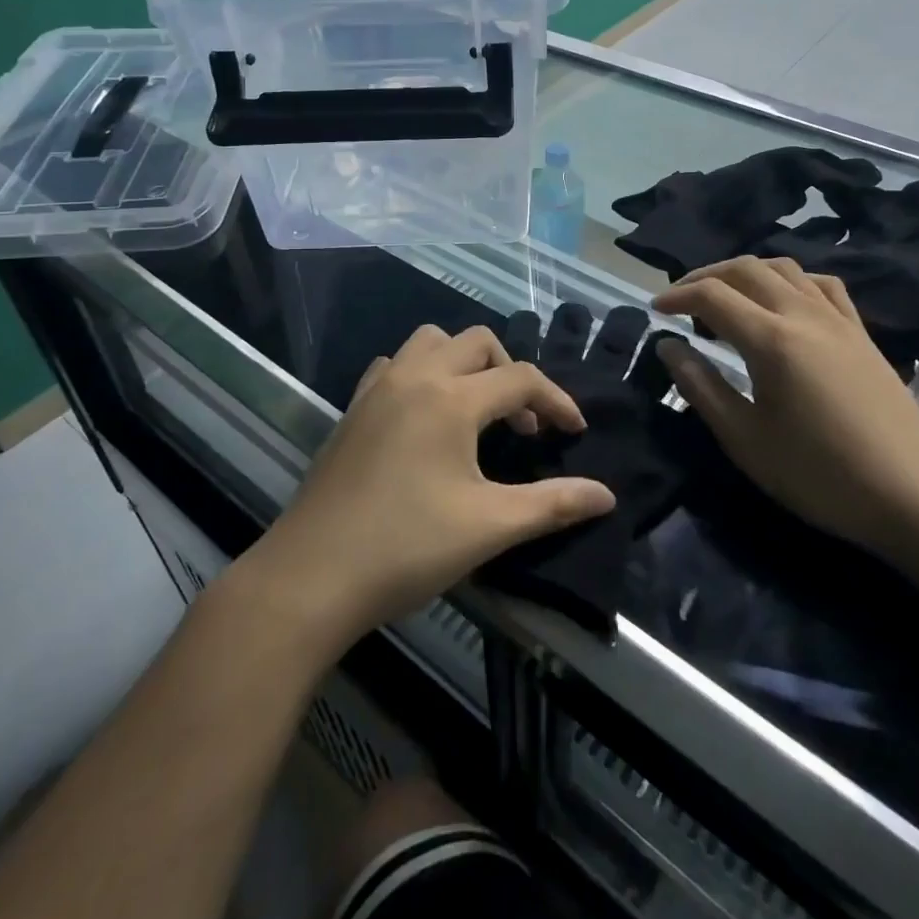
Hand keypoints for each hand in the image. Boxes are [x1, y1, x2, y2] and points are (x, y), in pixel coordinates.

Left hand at [241, 324, 615, 645]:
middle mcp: (415, 377)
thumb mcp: (489, 527)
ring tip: (475, 410)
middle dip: (510, 371)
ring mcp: (377, 389)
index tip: (575, 433)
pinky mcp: (352, 409)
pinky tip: (424, 417)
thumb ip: (553, 505)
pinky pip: (394, 365)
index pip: (521, 378)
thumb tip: (607, 495)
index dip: (556, 401)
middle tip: (521, 424)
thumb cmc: (406, 547)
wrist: (311, 575)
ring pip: (430, 342)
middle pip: (477, 342)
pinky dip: (421, 374)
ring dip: (462, 363)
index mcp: (451, 398)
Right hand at [652, 257, 918, 553]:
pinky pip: (821, 284)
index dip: (677, 296)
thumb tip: (668, 346)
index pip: (712, 296)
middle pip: (746, 269)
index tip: (655, 310)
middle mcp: (803, 315)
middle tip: (681, 299)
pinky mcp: (861, 333)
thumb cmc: (818, 474)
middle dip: (705, 276)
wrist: (910, 495)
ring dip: (745, 273)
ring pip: (784, 269)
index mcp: (771, 340)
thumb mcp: (744, 439)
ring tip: (726, 298)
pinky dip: (790, 281)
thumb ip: (701, 386)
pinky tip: (783, 302)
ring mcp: (838, 320)